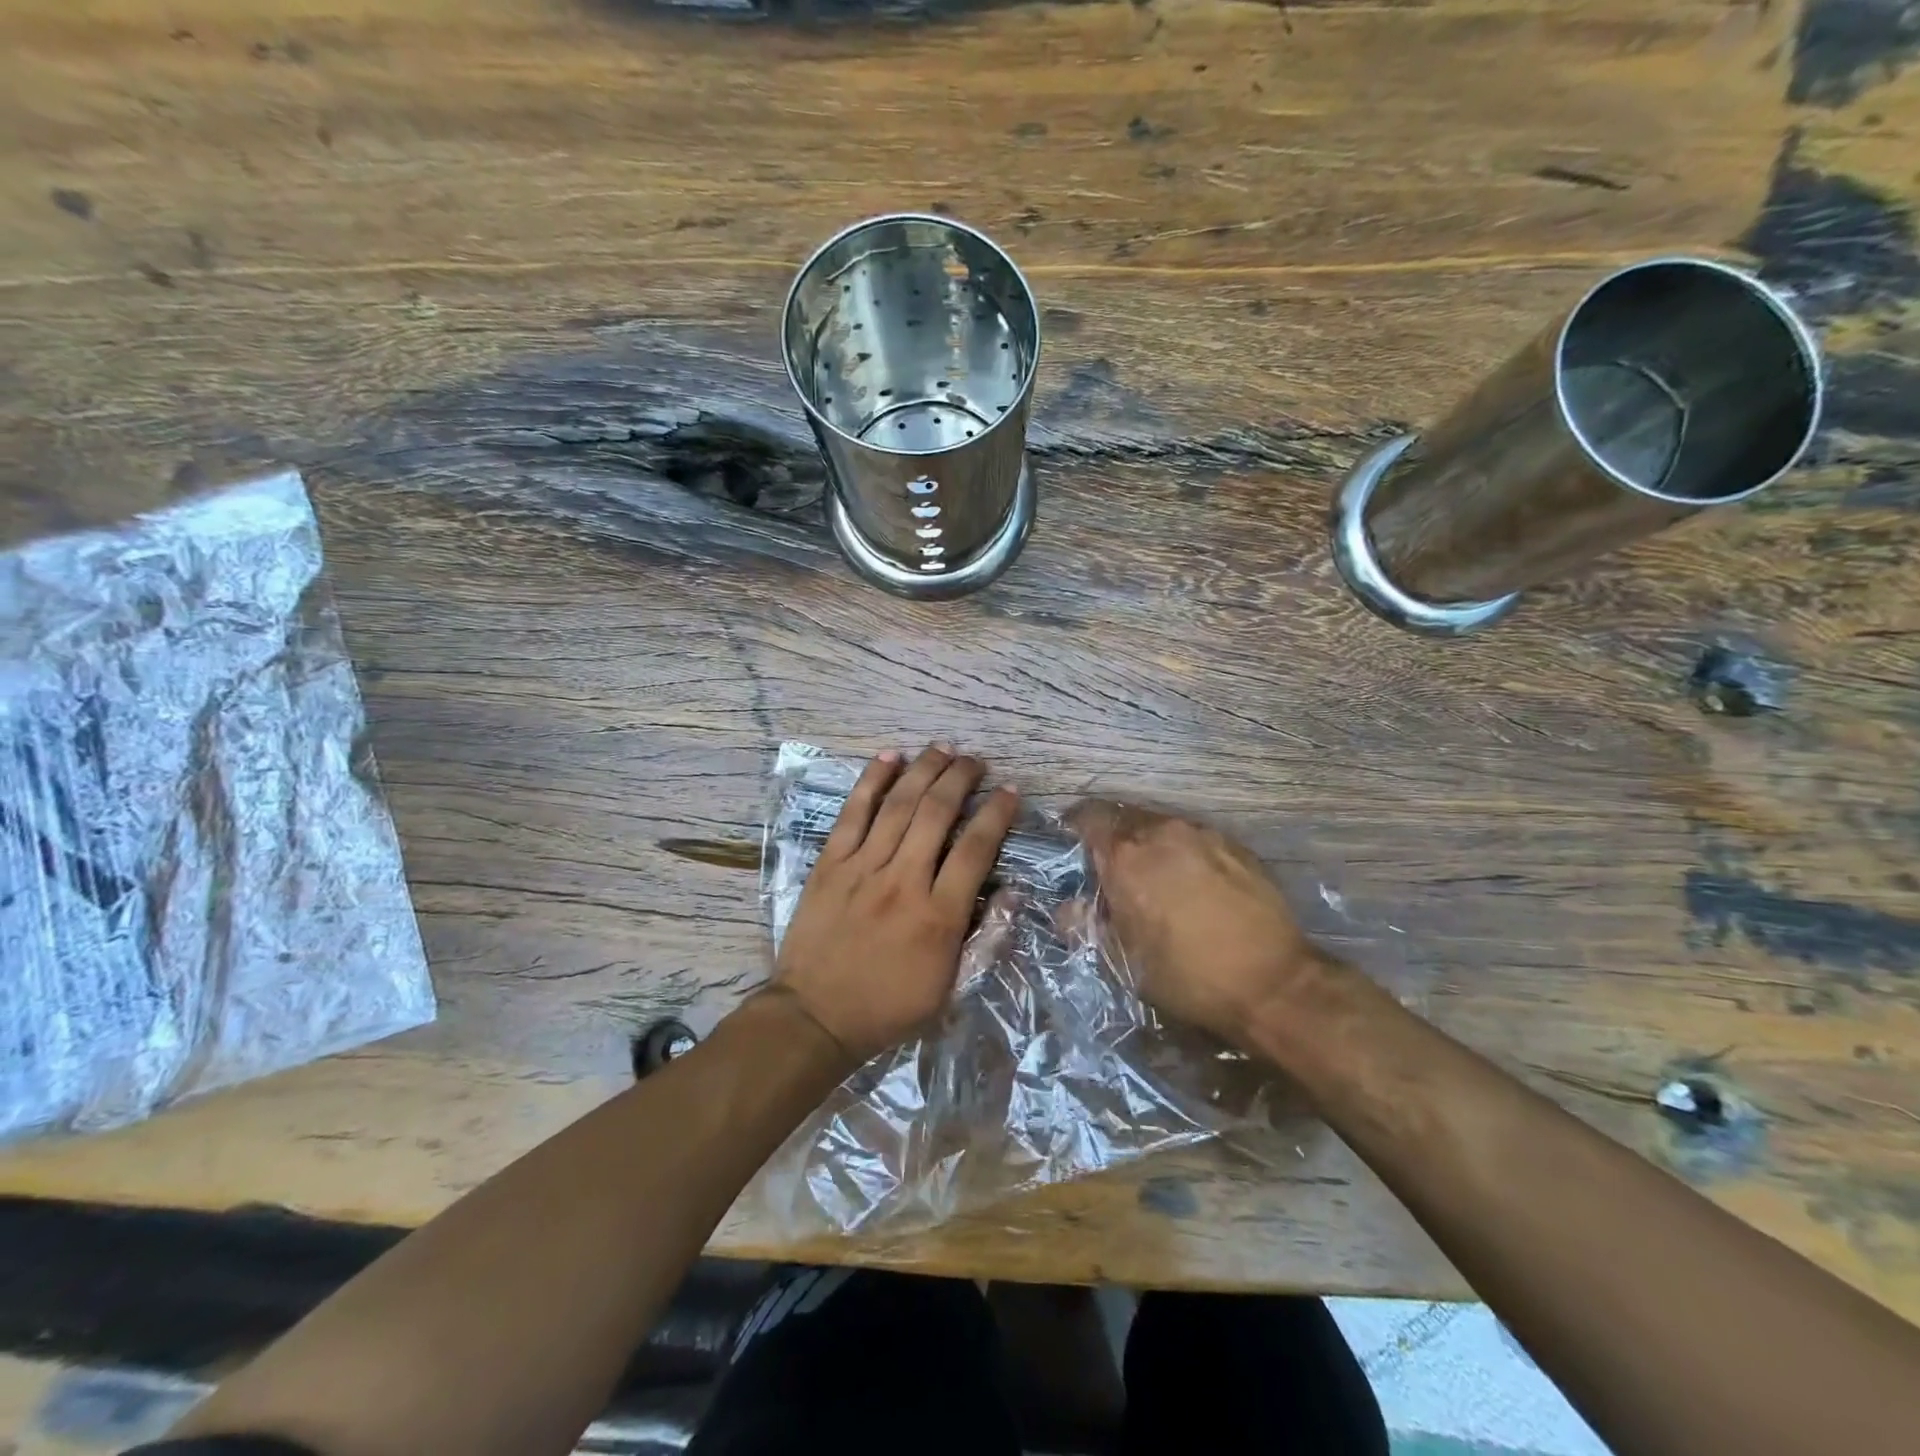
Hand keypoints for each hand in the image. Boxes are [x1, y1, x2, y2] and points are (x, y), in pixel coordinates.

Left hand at [774, 745, 1019, 1063]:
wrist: (816, 1016)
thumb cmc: (889, 1005)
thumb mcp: (950, 986)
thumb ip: (983, 936)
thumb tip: (1010, 891)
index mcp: (939, 915)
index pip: (976, 848)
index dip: (997, 813)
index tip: (1009, 791)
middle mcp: (904, 881)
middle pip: (937, 813)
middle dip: (961, 778)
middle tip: (975, 760)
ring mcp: (863, 868)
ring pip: (899, 805)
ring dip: (924, 770)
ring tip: (942, 748)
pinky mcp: (831, 864)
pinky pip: (854, 813)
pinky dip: (872, 781)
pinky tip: (890, 757)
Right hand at [1071, 802, 1320, 1044]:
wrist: (1274, 983)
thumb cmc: (1187, 976)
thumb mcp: (1123, 961)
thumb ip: (1086, 925)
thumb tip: (1069, 906)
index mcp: (1126, 857)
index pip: (1088, 817)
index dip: (1075, 827)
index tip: (1072, 845)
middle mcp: (1162, 833)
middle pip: (1124, 817)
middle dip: (1113, 838)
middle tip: (1112, 868)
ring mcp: (1203, 834)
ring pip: (1162, 826)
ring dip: (1149, 844)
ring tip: (1155, 877)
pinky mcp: (1236, 845)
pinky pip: (1195, 837)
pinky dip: (1183, 852)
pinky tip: (1193, 883)